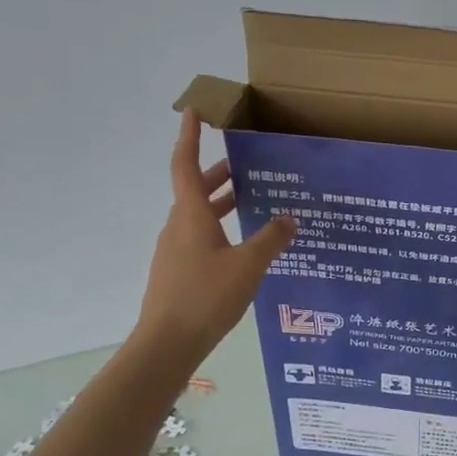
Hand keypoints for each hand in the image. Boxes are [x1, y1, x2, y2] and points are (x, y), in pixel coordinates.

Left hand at [135, 110, 296, 362]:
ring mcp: (173, 250)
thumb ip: (271, 239)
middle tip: (245, 166)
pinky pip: (197, 237)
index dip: (190, 137)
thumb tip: (289, 217)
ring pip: (196, 215)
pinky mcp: (175, 271)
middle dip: (218, 174)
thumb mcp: (249, 266)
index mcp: (191, 215)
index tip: (195, 112)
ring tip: (249, 202)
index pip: (186, 165)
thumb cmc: (206, 296)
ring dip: (219, 203)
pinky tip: (240, 246)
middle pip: (194, 189)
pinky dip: (217, 228)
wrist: (167, 344)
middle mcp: (178, 226)